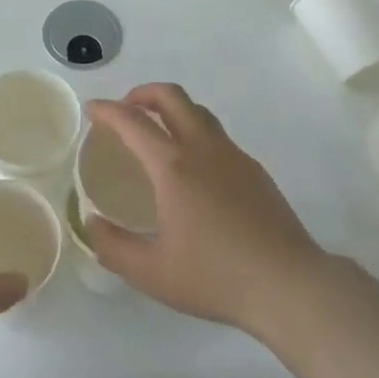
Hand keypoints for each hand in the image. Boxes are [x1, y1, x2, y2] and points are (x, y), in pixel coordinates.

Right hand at [83, 84, 328, 338]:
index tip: (92, 109)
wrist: (287, 284)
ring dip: (172, 109)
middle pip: (170, 96)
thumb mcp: (152, 273)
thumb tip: (91, 223)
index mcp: (173, 165)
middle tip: (126, 111)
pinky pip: (217, 135)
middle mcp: (202, 147)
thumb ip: (114, 247)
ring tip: (158, 134)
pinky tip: (194, 170)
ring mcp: (232, 154)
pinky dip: (195, 132)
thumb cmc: (215, 277)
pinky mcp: (253, 169)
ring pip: (197, 111)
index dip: (108, 110)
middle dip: (142, 93)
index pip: (133, 121)